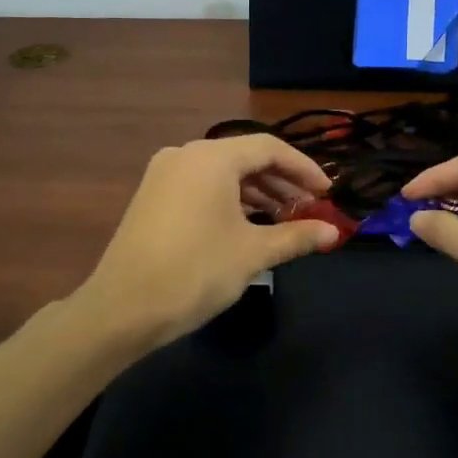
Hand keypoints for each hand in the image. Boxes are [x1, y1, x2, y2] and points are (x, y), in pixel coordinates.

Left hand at [74, 136, 338, 352]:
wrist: (123, 309)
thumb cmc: (195, 272)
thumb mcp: (253, 253)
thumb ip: (296, 236)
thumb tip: (334, 232)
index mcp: (211, 157)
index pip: (270, 148)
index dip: (304, 169)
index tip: (328, 192)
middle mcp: (185, 154)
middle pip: (245, 158)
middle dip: (281, 183)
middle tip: (310, 210)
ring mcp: (163, 175)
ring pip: (222, 174)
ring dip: (257, 193)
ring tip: (284, 221)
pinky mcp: (152, 197)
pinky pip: (201, 187)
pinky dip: (229, 201)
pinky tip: (247, 225)